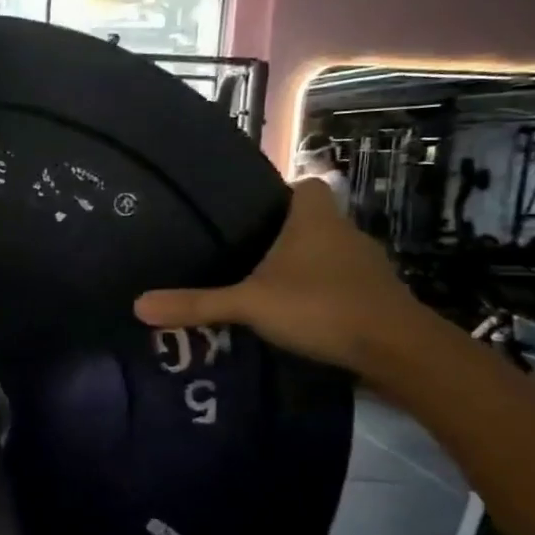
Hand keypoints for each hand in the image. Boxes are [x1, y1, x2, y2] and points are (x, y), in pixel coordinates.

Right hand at [134, 178, 422, 376]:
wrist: (397, 349)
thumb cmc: (320, 306)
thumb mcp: (249, 304)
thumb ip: (197, 304)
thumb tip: (137, 305)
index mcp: (315, 220)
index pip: (306, 186)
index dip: (284, 193)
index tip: (255, 212)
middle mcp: (345, 233)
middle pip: (315, 221)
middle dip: (287, 234)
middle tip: (247, 253)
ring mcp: (367, 267)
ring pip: (330, 254)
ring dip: (307, 266)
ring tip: (268, 286)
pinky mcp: (378, 297)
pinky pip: (344, 284)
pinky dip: (325, 293)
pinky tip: (301, 314)